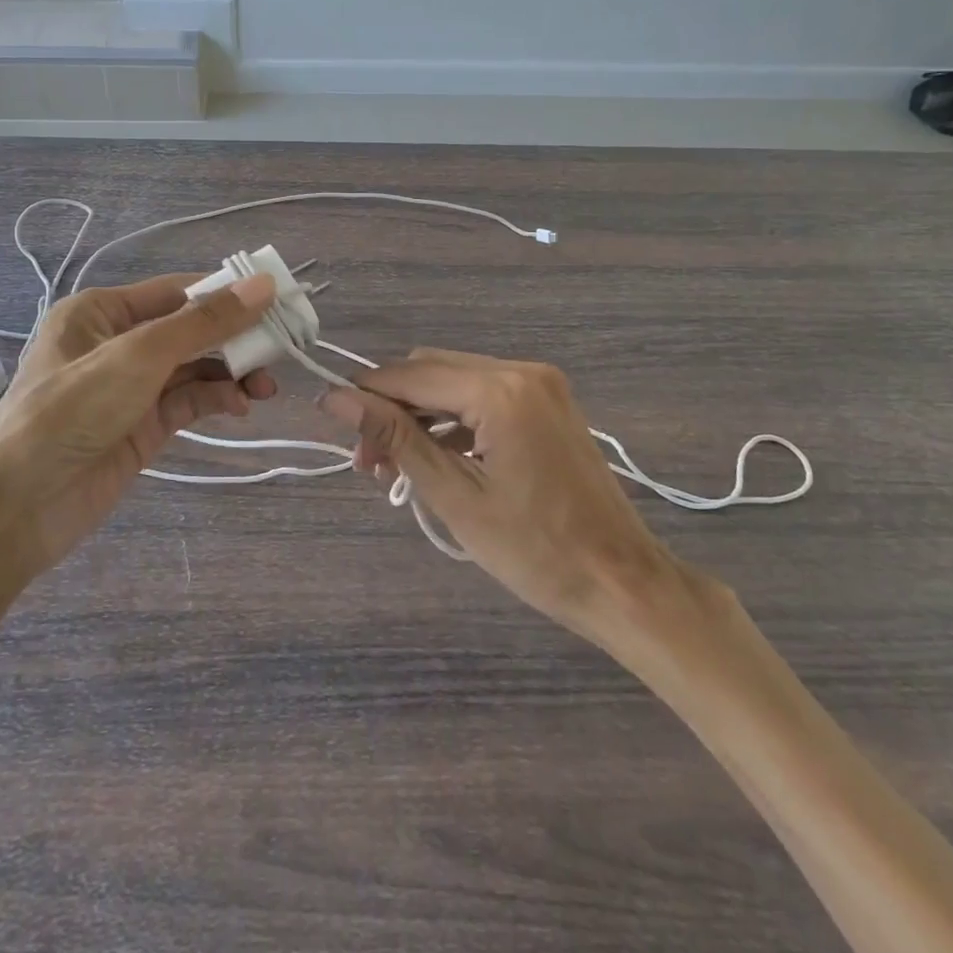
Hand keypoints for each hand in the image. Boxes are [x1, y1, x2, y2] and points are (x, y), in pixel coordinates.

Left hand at [0, 273, 278, 584]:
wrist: (17, 507)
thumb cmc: (70, 411)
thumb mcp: (138, 357)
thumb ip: (204, 323)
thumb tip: (263, 285)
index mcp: (102, 311)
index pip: (178, 291)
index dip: (228, 293)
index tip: (277, 300)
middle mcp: (116, 343)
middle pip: (190, 329)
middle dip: (234, 337)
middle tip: (282, 346)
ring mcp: (130, 387)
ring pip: (194, 368)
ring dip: (231, 372)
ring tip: (266, 385)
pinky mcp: (142, 426)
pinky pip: (188, 401)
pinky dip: (217, 399)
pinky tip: (241, 405)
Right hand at [319, 350, 712, 648]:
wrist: (622, 582)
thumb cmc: (535, 550)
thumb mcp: (455, 495)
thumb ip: (395, 438)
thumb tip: (336, 398)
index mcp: (500, 390)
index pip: (410, 376)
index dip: (365, 395)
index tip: (331, 422)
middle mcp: (521, 371)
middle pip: (431, 371)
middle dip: (392, 408)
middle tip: (369, 463)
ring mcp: (540, 384)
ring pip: (455, 382)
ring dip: (420, 416)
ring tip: (395, 468)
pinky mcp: (548, 402)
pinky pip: (483, 396)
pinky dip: (453, 421)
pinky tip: (437, 458)